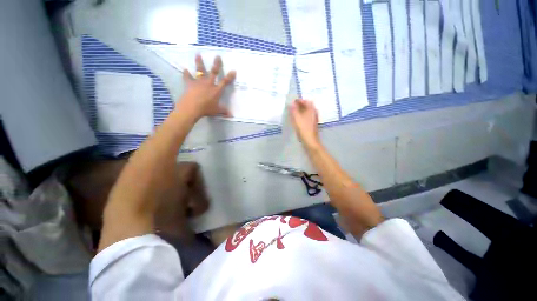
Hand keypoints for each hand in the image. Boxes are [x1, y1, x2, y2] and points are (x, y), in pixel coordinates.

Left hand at [177, 54, 235, 119]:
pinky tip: (185, 70)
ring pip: (200, 70)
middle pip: (213, 72)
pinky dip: (186, 74)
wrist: (192, 107)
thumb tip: (231, 115)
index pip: (225, 82)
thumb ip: (224, 111)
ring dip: (199, 62)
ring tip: (198, 55)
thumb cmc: (206, 109)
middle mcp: (209, 83)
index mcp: (216, 90)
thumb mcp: (217, 111)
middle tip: (217, 56)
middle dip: (216, 64)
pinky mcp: (190, 83)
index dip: (230, 76)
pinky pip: (187, 77)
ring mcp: (199, 82)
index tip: (233, 70)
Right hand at [290, 99, 319, 147]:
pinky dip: (301, 116)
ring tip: (292, 113)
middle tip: (291, 107)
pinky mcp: (311, 125)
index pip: (306, 101)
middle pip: (307, 106)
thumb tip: (291, 103)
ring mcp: (313, 119)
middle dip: (299, 106)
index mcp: (311, 110)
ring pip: (306, 112)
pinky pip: (306, 117)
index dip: (299, 100)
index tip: (292, 102)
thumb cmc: (303, 129)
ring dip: (300, 111)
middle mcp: (314, 113)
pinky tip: (296, 120)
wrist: (310, 141)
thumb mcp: (297, 118)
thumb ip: (294, 110)